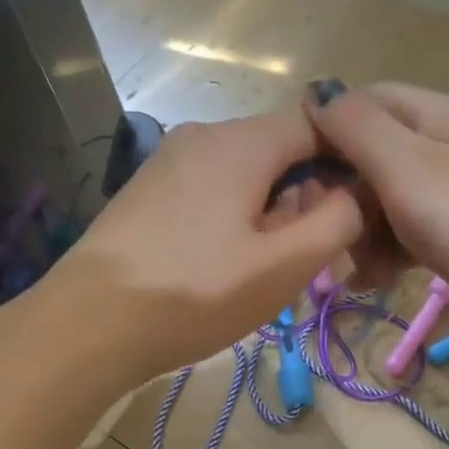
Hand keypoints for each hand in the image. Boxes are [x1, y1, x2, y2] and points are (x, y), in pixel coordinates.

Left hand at [47, 110, 362, 383]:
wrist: (86, 325)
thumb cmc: (194, 294)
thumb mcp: (282, 266)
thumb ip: (337, 221)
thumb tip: (357, 192)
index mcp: (240, 142)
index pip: (320, 122)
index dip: (351, 160)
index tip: (362, 211)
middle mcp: (203, 135)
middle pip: (281, 148)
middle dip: (309, 194)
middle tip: (311, 255)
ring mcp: (169, 160)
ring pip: (247, 172)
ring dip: (273, 211)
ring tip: (267, 267)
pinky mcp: (149, 190)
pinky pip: (213, 189)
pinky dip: (237, 216)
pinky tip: (225, 263)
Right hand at [305, 80, 448, 356]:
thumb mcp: (409, 169)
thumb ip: (358, 129)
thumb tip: (317, 91)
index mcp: (434, 117)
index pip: (362, 103)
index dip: (323, 132)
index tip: (294, 180)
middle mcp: (446, 146)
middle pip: (372, 155)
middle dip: (341, 195)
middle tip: (322, 237)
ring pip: (389, 200)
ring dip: (362, 232)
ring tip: (354, 272)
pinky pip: (414, 233)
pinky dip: (391, 253)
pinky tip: (378, 281)